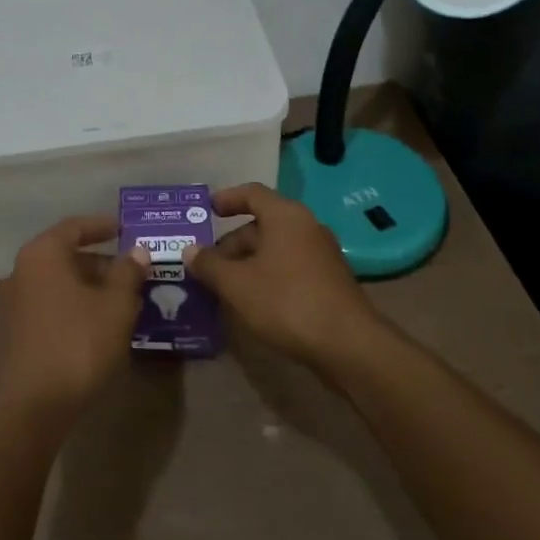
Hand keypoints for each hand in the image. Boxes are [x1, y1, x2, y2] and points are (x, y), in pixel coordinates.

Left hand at [0, 217, 147, 422]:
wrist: (30, 408)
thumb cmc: (77, 344)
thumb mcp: (115, 307)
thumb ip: (128, 274)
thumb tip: (137, 251)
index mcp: (44, 254)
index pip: (75, 227)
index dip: (102, 226)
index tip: (125, 228)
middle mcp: (23, 271)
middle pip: (67, 256)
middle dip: (102, 263)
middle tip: (133, 272)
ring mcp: (16, 303)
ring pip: (60, 284)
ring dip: (91, 288)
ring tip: (124, 301)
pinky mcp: (16, 333)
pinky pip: (52, 306)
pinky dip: (76, 308)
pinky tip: (100, 326)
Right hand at [184, 183, 386, 371]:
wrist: (349, 345)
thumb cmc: (287, 302)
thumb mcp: (237, 284)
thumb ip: (209, 265)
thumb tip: (189, 250)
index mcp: (285, 216)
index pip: (252, 193)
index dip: (227, 198)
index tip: (207, 210)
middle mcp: (306, 227)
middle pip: (262, 224)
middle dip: (232, 243)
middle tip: (207, 264)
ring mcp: (321, 255)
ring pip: (276, 249)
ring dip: (249, 262)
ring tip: (225, 285)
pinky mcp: (329, 281)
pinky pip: (290, 267)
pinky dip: (268, 276)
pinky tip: (253, 302)